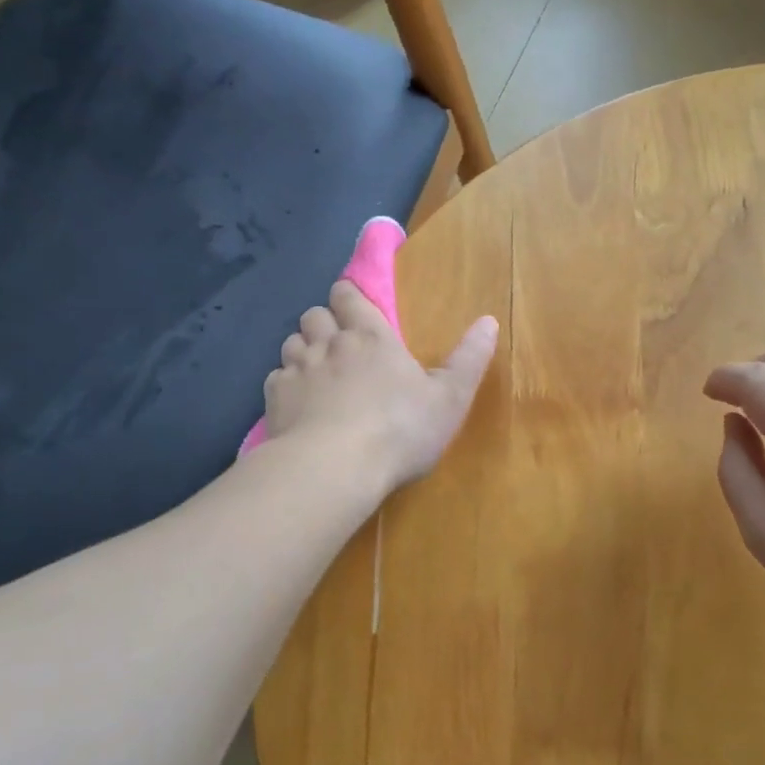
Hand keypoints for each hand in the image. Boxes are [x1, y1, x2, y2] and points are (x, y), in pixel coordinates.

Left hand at [264, 281, 497, 495]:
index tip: (353, 305)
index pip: (349, 296)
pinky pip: (276, 377)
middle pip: (314, 314)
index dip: (348, 296)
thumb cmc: (400, 429)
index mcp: (372, 336)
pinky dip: (286, 382)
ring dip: (303, 349)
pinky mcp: (274, 399)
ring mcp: (298, 370)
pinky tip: (298, 402)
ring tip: (316, 370)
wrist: (335, 467)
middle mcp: (330, 344)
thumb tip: (489, 320)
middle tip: (338, 341)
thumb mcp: (450, 398)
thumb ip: (469, 358)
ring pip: (291, 342)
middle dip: (324, 321)